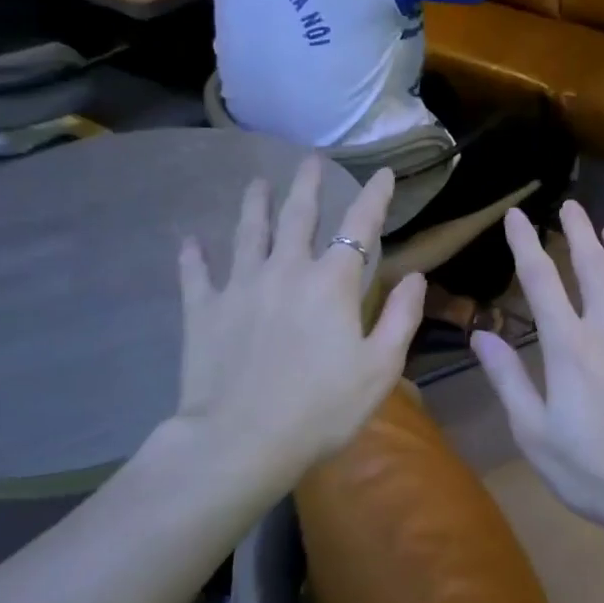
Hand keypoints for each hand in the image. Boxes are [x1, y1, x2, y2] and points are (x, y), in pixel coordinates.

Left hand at [170, 159, 424, 491]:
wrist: (242, 442)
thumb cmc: (322, 408)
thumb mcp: (381, 368)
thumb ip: (401, 317)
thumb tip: (415, 276)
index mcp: (332, 283)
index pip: (359, 226)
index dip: (374, 197)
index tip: (384, 174)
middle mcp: (286, 271)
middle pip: (298, 216)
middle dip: (307, 185)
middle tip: (311, 160)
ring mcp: (239, 287)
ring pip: (247, 234)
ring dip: (254, 205)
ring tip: (256, 183)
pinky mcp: (203, 311)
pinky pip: (195, 275)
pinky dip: (192, 256)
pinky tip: (188, 240)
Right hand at [471, 203, 603, 540]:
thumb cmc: (593, 471)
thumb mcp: (534, 433)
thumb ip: (508, 379)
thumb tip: (480, 335)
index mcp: (569, 346)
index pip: (541, 281)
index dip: (526, 244)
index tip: (518, 215)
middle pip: (592, 266)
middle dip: (578, 231)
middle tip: (570, 206)